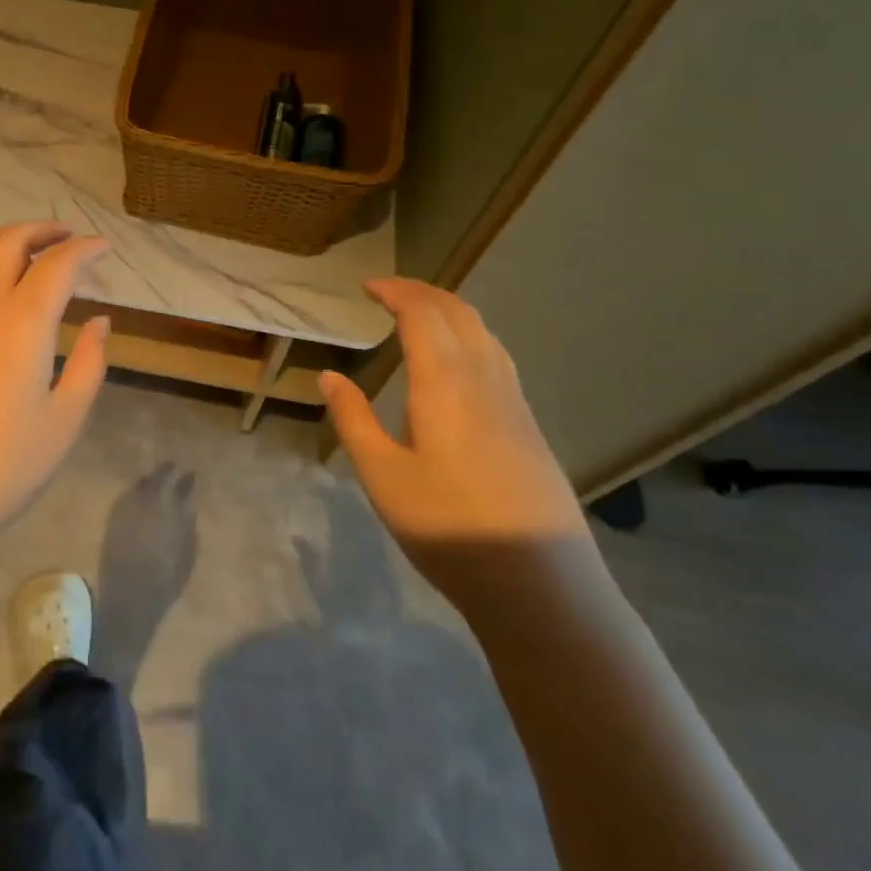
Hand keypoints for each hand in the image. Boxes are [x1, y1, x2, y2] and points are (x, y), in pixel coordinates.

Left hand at [0, 222, 109, 564]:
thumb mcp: (63, 422)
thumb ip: (89, 363)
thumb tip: (98, 321)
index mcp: (20, 322)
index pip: (58, 263)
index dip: (84, 248)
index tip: (102, 247)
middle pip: (7, 241)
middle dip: (42, 230)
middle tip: (65, 239)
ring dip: (6, 256)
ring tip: (27, 273)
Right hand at [318, 278, 594, 613]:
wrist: (541, 584)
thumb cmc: (449, 526)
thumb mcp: (382, 476)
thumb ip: (353, 420)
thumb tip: (328, 376)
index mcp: (444, 382)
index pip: (421, 314)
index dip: (394, 292)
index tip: (366, 287)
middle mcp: (484, 378)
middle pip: (458, 312)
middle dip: (422, 292)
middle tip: (388, 292)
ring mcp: (514, 401)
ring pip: (484, 332)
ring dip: (450, 311)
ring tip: (419, 317)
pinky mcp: (529, 424)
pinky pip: (497, 356)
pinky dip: (469, 336)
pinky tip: (456, 364)